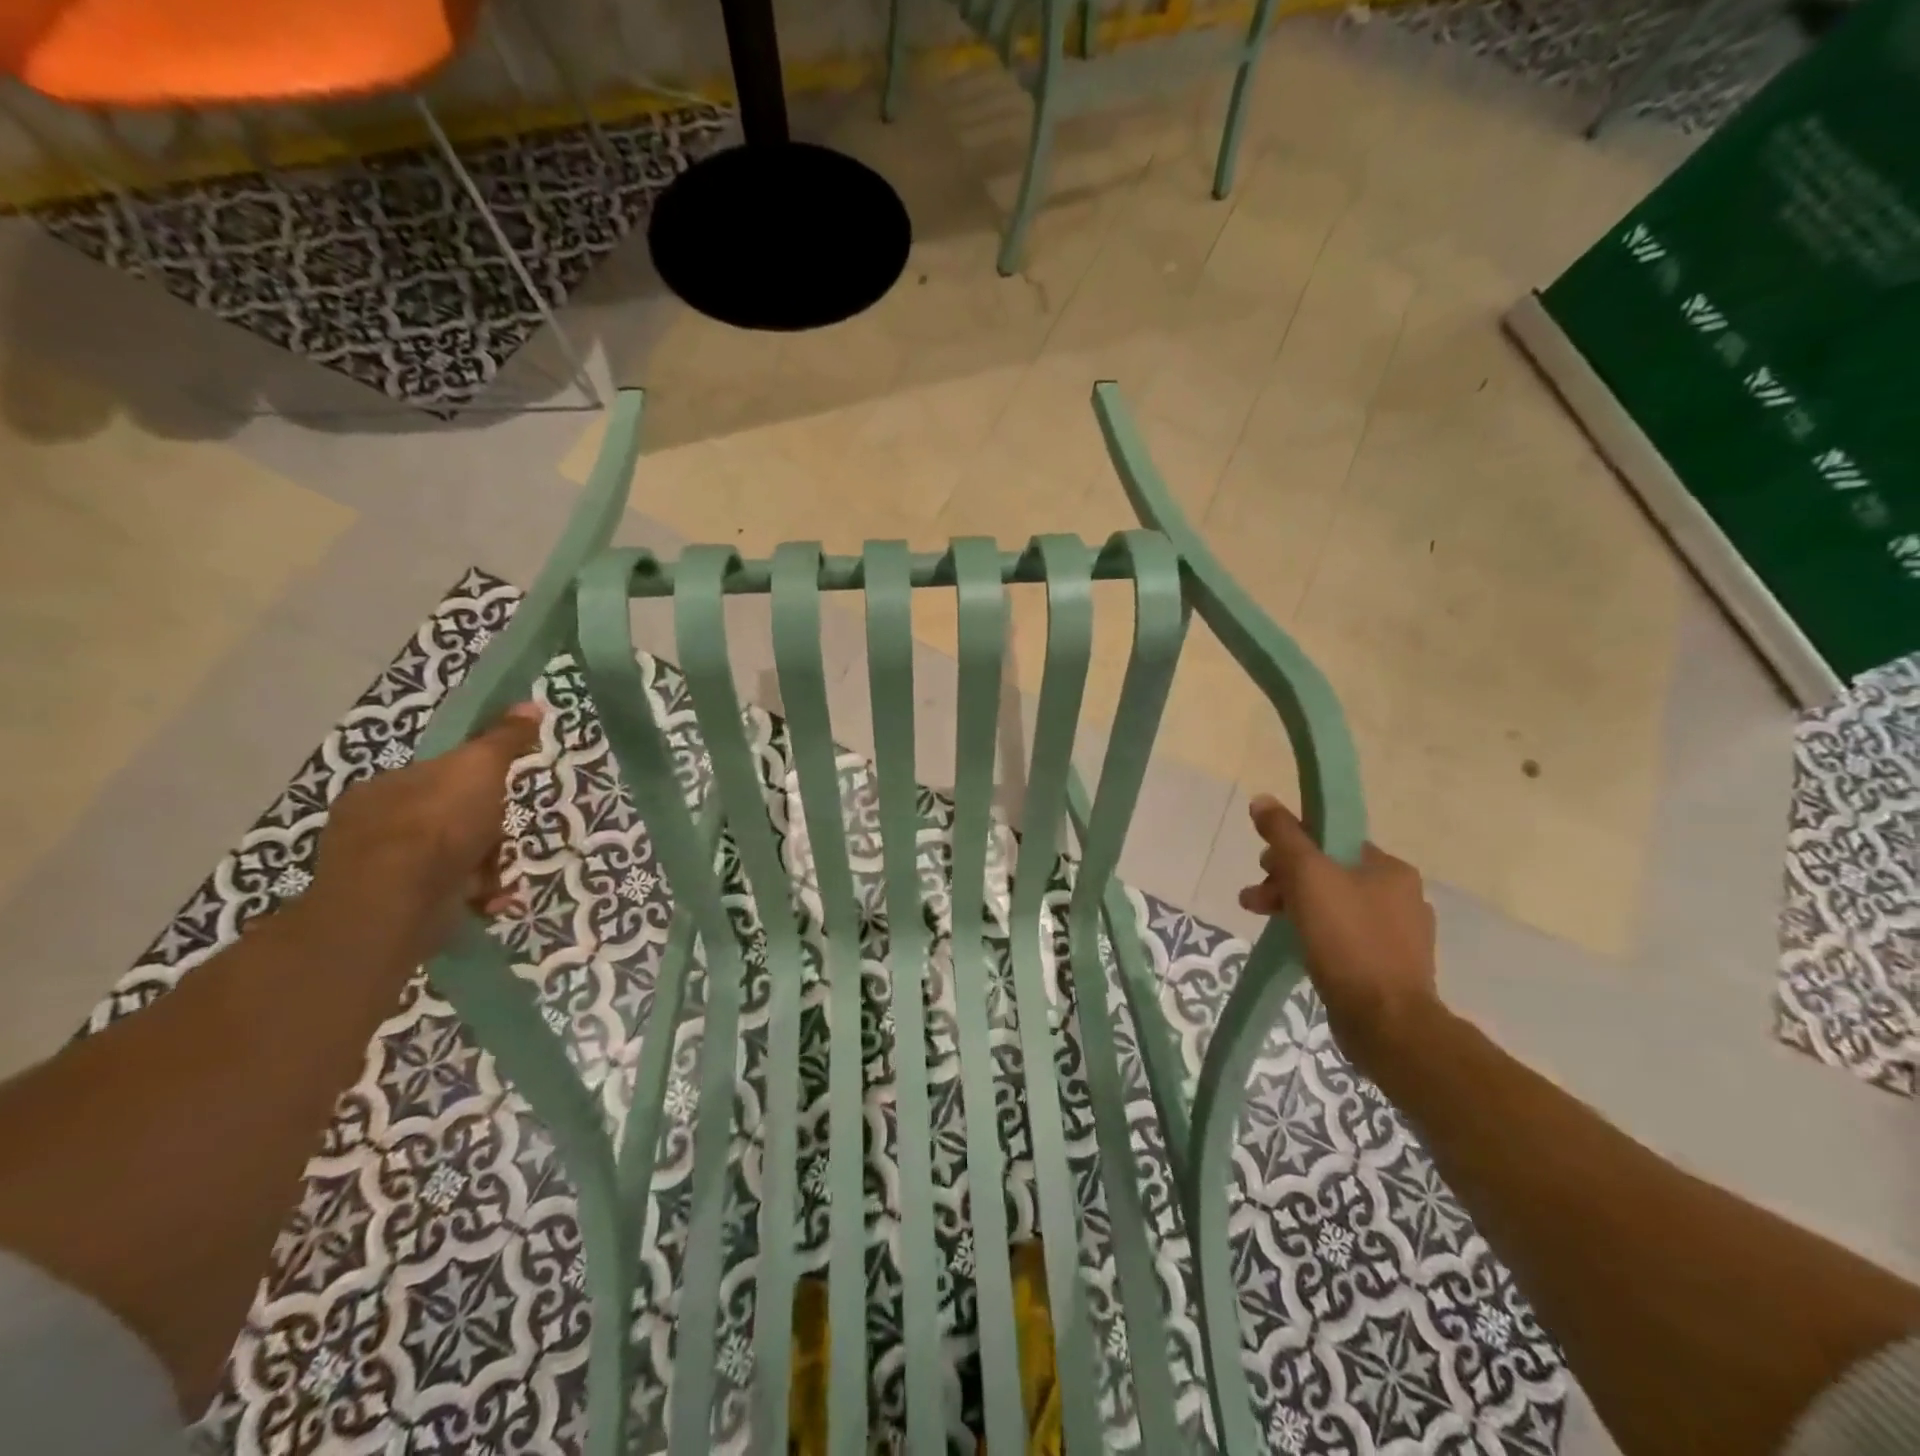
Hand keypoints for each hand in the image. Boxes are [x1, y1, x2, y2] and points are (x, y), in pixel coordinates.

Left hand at [302, 704, 541, 964]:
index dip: (476, 787)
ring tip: (500, 879)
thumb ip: (504, 739)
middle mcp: (373, 827)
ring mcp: (379, 871)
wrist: (397, 900)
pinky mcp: (393, 910)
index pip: (438, 778)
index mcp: (383, 788)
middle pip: (449, 820)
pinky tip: (490, 899)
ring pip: (451, 860)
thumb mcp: (480, 768)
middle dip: (485, 832)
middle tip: (505, 841)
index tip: (502, 798)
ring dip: (485, 868)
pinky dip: (474, 896)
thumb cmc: (437, 824)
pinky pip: (447, 895)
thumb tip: (531, 704)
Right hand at [1237, 794, 1441, 1072]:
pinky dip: (1316, 935)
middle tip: (1255, 898)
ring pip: (1334, 907)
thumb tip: (1263, 800)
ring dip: (1294, 908)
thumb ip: (1284, 836)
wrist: (1386, 1021)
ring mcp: (1399, 935)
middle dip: (1286, 881)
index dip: (1293, 847)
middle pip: (1330, 873)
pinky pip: (1343, 937)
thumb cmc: (1346, 939)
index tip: (1265, 865)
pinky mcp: (1389, 967)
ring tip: (1262, 921)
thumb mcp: (1307, 876)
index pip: (1333, 841)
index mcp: (1390, 869)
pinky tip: (1297, 947)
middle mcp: (1401, 896)